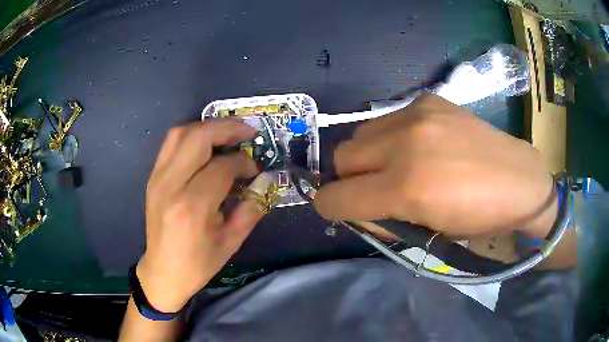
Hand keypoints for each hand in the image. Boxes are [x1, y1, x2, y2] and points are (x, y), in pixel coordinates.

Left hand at [137, 120, 262, 312]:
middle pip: (198, 137)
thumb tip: (265, 180)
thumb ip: (252, 207)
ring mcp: (158, 178)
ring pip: (181, 134)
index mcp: (193, 206)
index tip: (254, 169)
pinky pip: (171, 144)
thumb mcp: (232, 241)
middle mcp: (171, 185)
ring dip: (207, 127)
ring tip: (227, 133)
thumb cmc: (199, 263)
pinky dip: (191, 136)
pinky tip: (206, 144)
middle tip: (247, 132)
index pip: (222, 166)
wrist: (163, 270)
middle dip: (227, 128)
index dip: (243, 162)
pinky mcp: (153, 177)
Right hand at [314, 95, 556, 237]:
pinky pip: (387, 119)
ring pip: (360, 134)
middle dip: (349, 179)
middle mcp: (406, 142)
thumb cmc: (478, 218)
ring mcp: (417, 114)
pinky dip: (391, 137)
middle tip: (376, 189)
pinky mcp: (427, 99)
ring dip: (368, 155)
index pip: (336, 197)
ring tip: (398, 165)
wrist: (519, 180)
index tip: (340, 210)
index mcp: (407, 188)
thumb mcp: (427, 235)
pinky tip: (419, 145)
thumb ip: (381, 221)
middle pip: (342, 156)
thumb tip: (353, 210)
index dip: (330, 207)